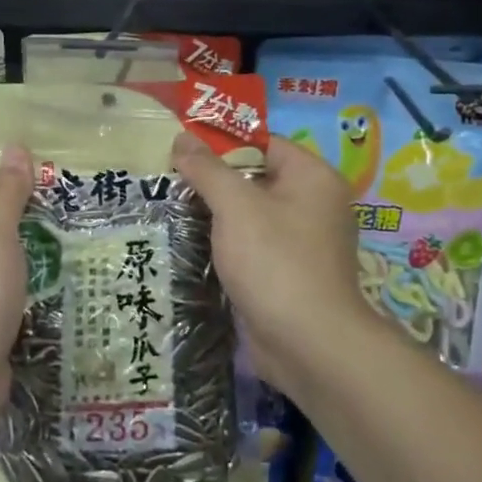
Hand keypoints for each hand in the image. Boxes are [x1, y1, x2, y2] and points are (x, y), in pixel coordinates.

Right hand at [172, 130, 379, 389]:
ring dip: (214, 215)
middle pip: (254, 178)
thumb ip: (207, 169)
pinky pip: (251, 245)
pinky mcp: (286, 273)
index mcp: (312, 177)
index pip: (262, 144)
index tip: (180, 149)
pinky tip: (189, 244)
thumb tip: (182, 137)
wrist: (308, 345)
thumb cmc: (276, 262)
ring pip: (250, 215)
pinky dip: (225, 244)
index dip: (221, 144)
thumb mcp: (236, 206)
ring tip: (169, 208)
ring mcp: (301, 242)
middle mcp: (313, 204)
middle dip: (212, 181)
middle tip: (167, 179)